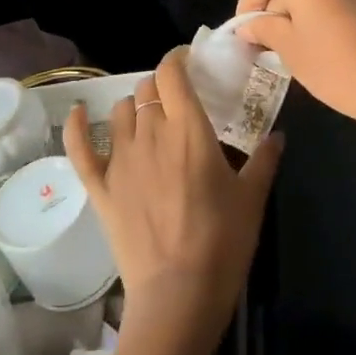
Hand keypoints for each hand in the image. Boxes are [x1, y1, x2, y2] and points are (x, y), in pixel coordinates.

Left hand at [62, 48, 282, 351]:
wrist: (178, 295)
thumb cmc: (222, 243)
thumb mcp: (252, 199)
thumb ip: (264, 160)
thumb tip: (278, 135)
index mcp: (188, 129)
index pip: (172, 73)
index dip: (177, 59)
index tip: (188, 62)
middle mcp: (150, 133)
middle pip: (147, 89)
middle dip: (161, 87)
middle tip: (177, 102)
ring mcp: (120, 159)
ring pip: (120, 112)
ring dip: (134, 107)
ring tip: (147, 120)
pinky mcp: (100, 187)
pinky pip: (80, 147)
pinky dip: (77, 126)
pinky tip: (78, 113)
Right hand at [233, 0, 355, 134]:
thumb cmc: (339, 70)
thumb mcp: (292, 53)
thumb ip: (265, 29)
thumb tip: (250, 24)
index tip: (250, 30)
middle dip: (281, 8)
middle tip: (277, 45)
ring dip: (312, 10)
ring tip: (314, 45)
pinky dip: (340, 14)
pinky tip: (347, 45)